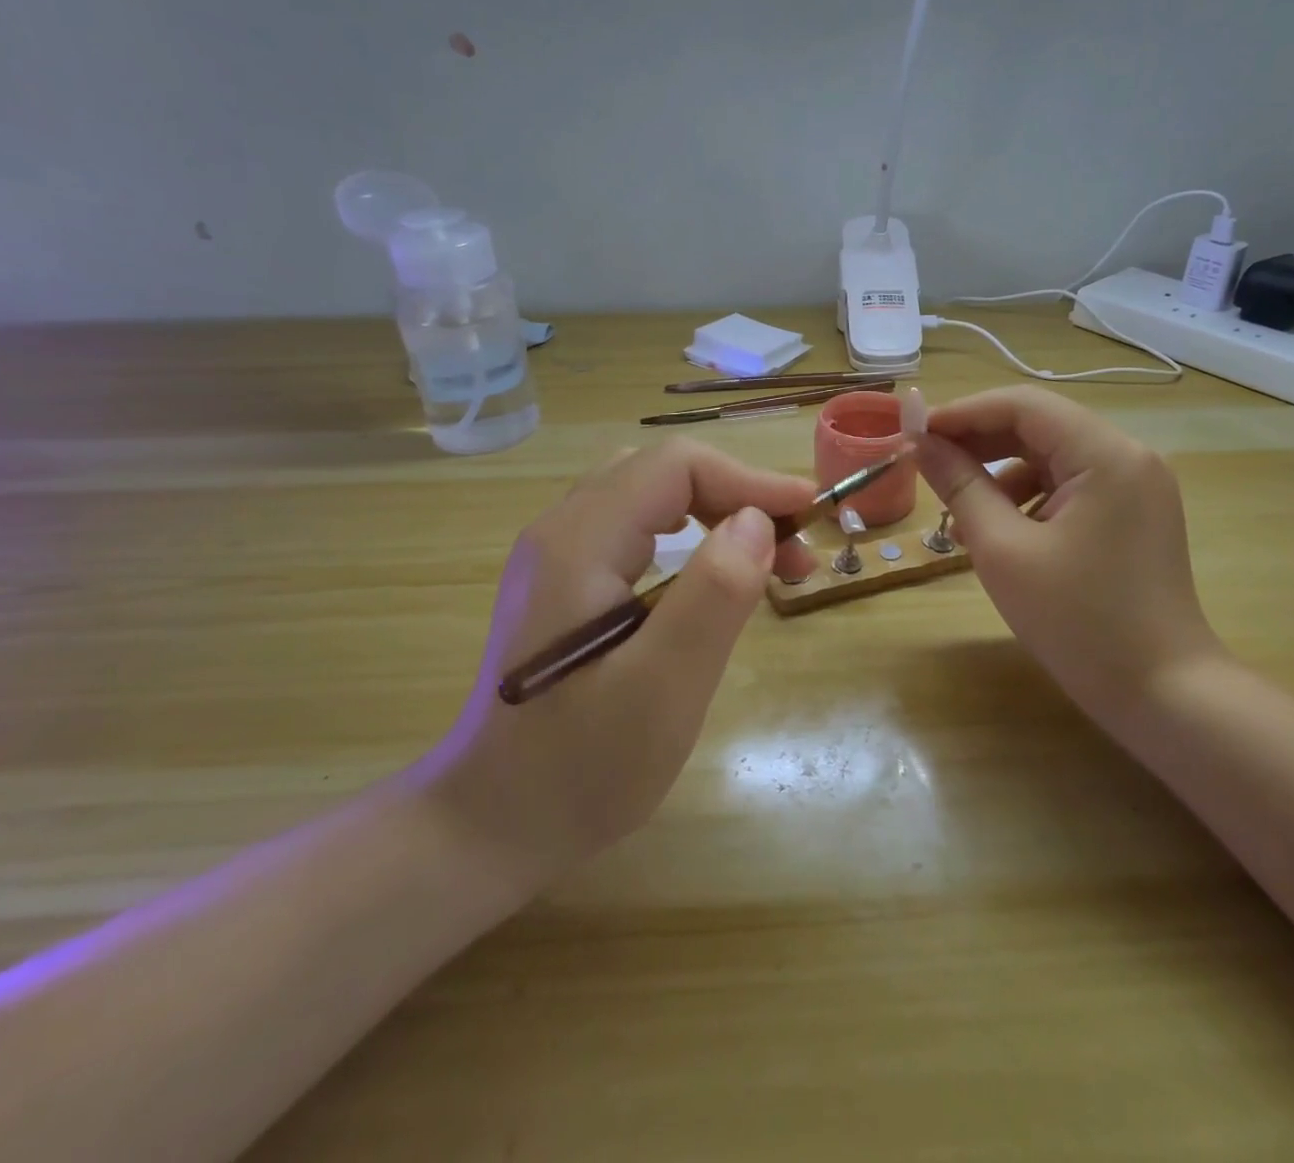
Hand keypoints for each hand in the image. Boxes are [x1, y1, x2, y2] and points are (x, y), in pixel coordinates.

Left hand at [414, 439, 816, 880]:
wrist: (487, 827)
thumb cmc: (578, 769)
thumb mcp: (662, 689)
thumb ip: (712, 596)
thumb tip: (758, 521)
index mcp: (579, 543)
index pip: (675, 466)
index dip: (748, 479)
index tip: (806, 515)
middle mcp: (561, 532)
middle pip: (662, 473)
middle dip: (737, 495)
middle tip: (791, 548)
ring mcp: (557, 557)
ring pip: (649, 496)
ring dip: (716, 512)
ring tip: (767, 560)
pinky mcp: (564, 584)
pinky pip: (635, 528)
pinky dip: (689, 535)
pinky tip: (712, 574)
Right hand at [914, 387, 1226, 734]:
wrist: (1163, 694)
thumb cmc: (1079, 622)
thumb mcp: (1004, 551)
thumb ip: (959, 486)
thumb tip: (919, 443)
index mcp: (1106, 454)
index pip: (1023, 404)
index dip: (963, 412)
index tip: (914, 434)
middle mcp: (1128, 456)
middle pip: (1039, 425)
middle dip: (978, 441)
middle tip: (927, 464)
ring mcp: (1135, 485)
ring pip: (1052, 456)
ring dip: (1000, 471)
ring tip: (958, 508)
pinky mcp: (1132, 513)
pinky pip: (1070, 485)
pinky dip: (1028, 496)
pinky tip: (999, 528)